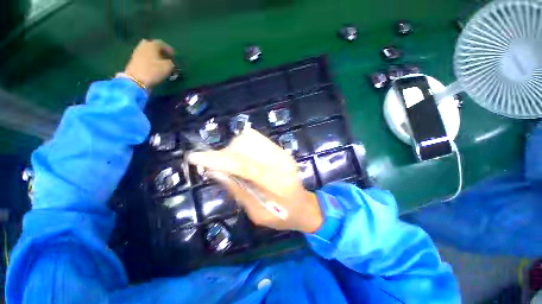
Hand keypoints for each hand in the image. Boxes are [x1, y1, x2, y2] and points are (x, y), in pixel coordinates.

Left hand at [124, 39, 174, 87]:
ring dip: (155, 55)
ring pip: (148, 51)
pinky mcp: (134, 60)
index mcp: (152, 45)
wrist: (136, 79)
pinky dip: (150, 59)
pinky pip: (144, 56)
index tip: (174, 55)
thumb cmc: (153, 71)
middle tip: (166, 57)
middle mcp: (144, 46)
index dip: (169, 49)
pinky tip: (154, 65)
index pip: (162, 43)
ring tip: (160, 62)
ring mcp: (137, 52)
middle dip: (160, 50)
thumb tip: (171, 62)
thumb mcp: (168, 67)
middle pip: (153, 45)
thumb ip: (171, 62)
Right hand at [188, 129, 322, 232]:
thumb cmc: (283, 216)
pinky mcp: (283, 152)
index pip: (245, 165)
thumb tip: (215, 172)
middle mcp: (282, 163)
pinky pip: (258, 141)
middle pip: (246, 148)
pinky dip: (244, 147)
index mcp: (277, 183)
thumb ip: (237, 191)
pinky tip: (243, 159)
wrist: (304, 205)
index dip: (219, 160)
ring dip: (234, 149)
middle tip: (217, 164)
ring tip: (232, 164)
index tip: (196, 157)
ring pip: (251, 141)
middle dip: (226, 154)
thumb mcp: (257, 212)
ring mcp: (284, 155)